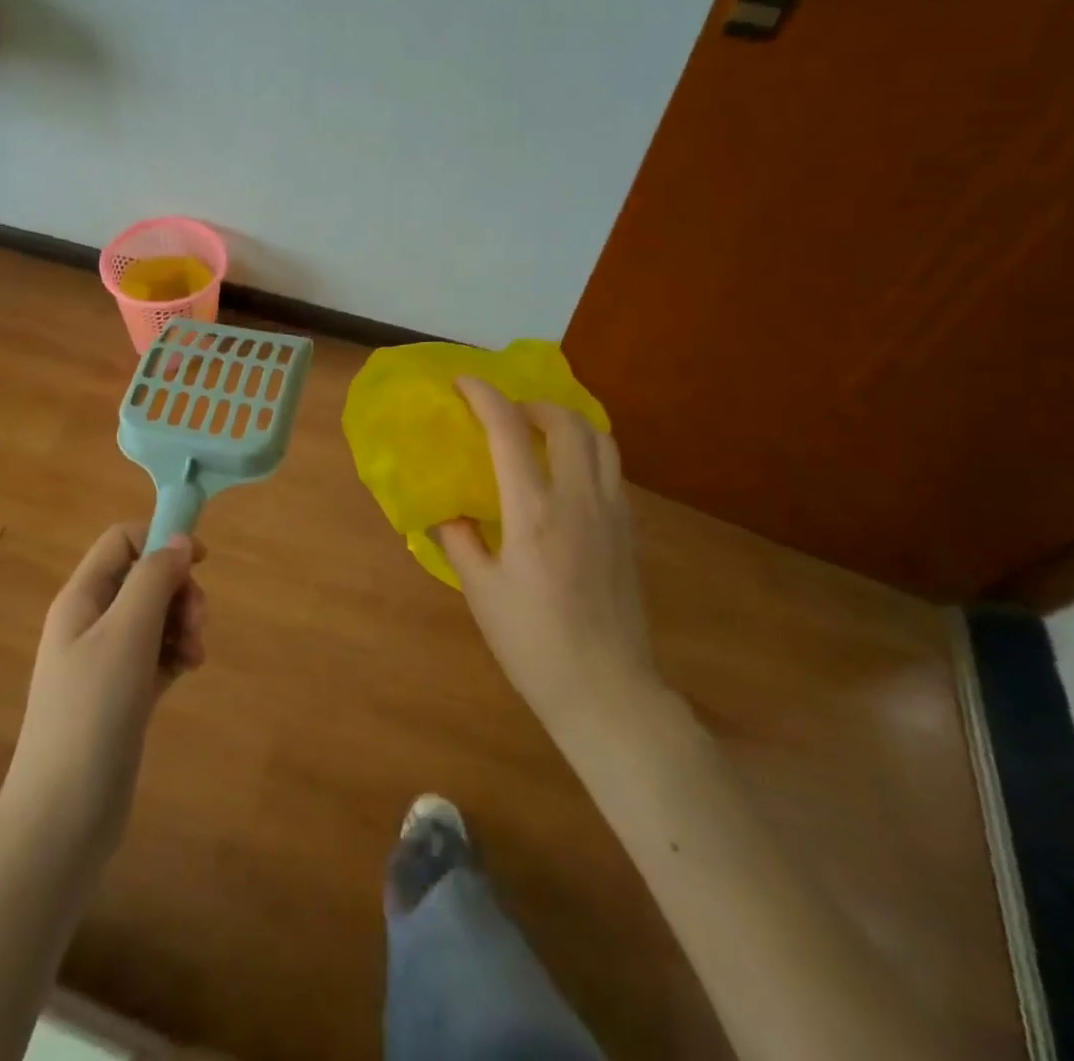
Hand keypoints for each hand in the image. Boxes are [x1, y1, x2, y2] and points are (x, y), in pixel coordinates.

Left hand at [0, 524, 207, 863]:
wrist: (63, 817)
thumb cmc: (92, 712)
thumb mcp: (126, 634)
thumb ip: (154, 579)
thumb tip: (180, 540)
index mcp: (82, 598)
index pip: (121, 541)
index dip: (161, 541)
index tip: (201, 563)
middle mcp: (91, 622)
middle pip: (144, 578)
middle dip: (179, 592)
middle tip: (197, 625)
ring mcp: (105, 660)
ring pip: (155, 616)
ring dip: (182, 624)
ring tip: (195, 656)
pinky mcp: (121, 693)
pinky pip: (156, 653)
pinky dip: (175, 653)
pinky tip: (187, 671)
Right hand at [436, 377, 661, 737]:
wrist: (606, 690)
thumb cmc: (532, 643)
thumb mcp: (480, 591)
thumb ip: (459, 539)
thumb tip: (444, 509)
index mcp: (533, 512)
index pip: (509, 431)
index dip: (485, 396)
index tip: (463, 382)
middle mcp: (579, 500)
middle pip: (567, 421)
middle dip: (533, 403)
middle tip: (506, 414)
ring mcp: (612, 513)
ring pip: (601, 439)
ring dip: (567, 422)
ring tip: (539, 434)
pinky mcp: (629, 530)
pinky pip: (611, 468)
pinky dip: (586, 451)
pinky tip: (564, 475)